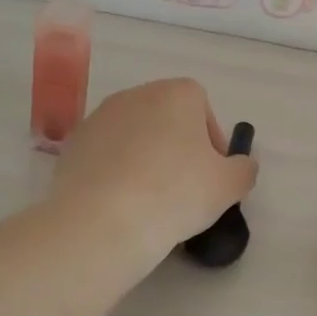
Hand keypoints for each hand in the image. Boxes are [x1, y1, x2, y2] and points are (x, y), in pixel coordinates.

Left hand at [51, 79, 256, 265]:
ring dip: (146, 159)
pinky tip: (121, 204)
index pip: (202, 106)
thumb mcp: (229, 186)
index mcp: (176, 94)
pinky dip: (117, 172)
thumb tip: (240, 165)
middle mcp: (136, 95)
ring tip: (150, 200)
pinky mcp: (72, 146)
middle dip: (177, 147)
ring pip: (134, 136)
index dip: (211, 139)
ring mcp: (99, 118)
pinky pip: (106, 155)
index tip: (212, 173)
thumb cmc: (176, 193)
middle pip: (166, 118)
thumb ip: (244, 169)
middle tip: (184, 188)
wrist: (101, 222)